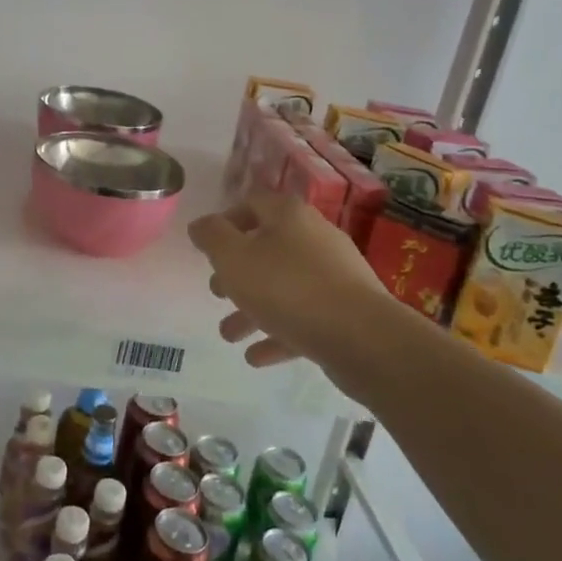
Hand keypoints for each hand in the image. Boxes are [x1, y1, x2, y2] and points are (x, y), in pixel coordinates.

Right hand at [188, 188, 398, 369]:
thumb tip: (200, 225)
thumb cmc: (286, 287)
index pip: (252, 204)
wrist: (361, 336)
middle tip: (217, 293)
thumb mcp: (233, 258)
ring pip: (284, 287)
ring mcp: (335, 275)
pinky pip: (304, 317)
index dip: (226, 222)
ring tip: (229, 334)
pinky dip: (278, 333)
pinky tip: (256, 356)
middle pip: (268, 248)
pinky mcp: (347, 311)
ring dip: (253, 309)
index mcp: (288, 216)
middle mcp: (314, 237)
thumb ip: (211, 237)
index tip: (207, 248)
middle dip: (237, 273)